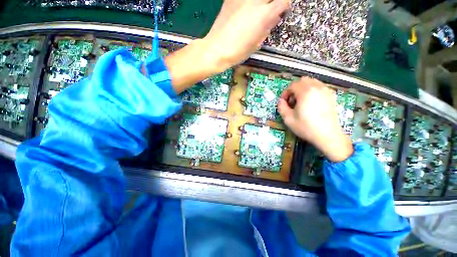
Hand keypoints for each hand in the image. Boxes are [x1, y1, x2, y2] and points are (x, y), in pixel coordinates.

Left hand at [203, 0, 289, 70]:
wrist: (217, 49)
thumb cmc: (238, 52)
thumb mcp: (257, 44)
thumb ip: (267, 28)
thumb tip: (274, 18)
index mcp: (265, 15)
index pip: (284, 1)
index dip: (285, 5)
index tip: (282, 10)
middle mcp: (255, 1)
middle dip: (272, 3)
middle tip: (269, 10)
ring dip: (260, 4)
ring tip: (256, 13)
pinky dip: (246, 3)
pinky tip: (244, 9)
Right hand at [277, 77, 353, 161]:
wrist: (327, 135)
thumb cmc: (306, 127)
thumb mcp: (288, 119)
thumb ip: (281, 107)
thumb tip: (281, 101)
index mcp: (305, 92)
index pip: (292, 85)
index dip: (285, 93)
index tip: (284, 102)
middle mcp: (317, 88)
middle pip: (302, 81)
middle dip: (294, 88)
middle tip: (292, 100)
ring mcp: (326, 91)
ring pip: (312, 82)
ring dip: (303, 88)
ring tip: (301, 101)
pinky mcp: (331, 96)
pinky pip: (319, 87)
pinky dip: (312, 90)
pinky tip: (310, 102)